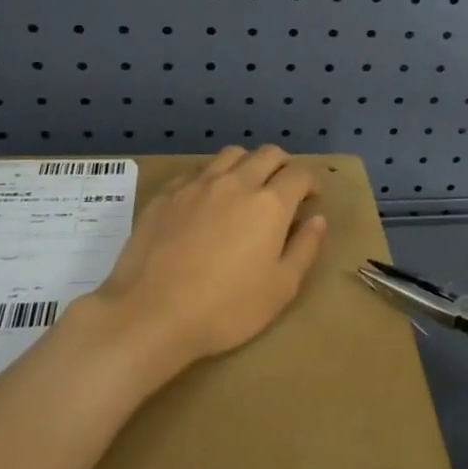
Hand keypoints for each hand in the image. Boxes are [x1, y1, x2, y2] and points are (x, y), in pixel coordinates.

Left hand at [88, 146, 326, 382]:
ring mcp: (196, 184)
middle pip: (267, 154)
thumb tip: (317, 220)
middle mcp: (236, 182)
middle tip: (283, 191)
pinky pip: (197, 171)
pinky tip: (206, 202)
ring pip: (231, 155)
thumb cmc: (225, 308)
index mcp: (269, 203)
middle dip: (283, 166)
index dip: (311, 183)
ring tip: (246, 189)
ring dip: (247, 164)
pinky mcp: (166, 194)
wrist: (150, 314)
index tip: (311, 199)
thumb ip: (304, 248)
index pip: (299, 174)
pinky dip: (212, 177)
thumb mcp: (281, 288)